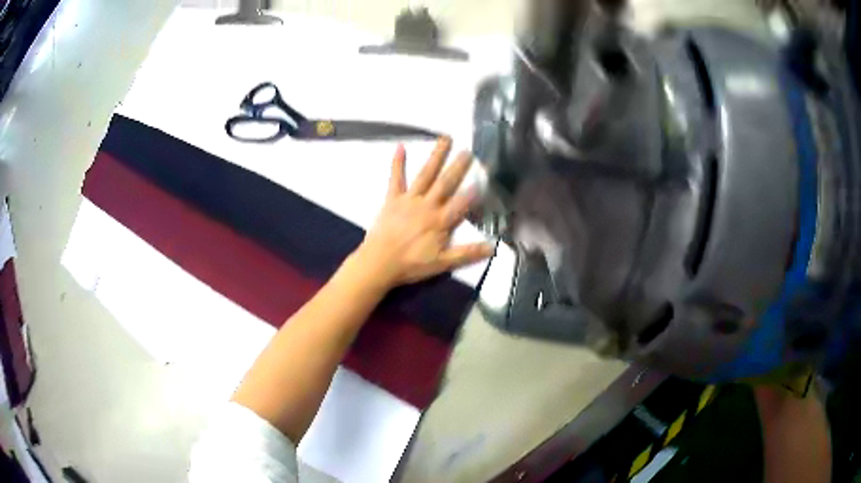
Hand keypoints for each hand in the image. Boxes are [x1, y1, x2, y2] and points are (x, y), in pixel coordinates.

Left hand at [353, 137, 494, 288]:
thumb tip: (492, 248)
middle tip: (468, 151)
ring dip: (436, 156)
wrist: (379, 262)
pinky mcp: (393, 199)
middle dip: (458, 167)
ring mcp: (409, 199)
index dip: (474, 191)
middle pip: (446, 183)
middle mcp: (427, 205)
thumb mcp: (442, 263)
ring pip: (426, 175)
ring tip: (445, 139)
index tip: (485, 176)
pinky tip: (400, 146)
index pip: (461, 203)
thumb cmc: (411, 264)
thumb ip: (467, 254)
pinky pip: (396, 178)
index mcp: (440, 221)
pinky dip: (398, 163)